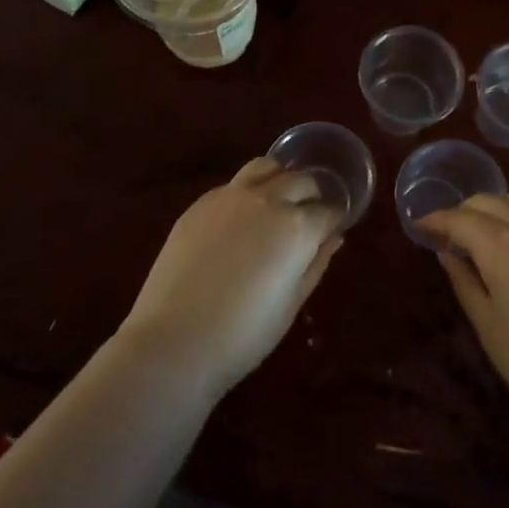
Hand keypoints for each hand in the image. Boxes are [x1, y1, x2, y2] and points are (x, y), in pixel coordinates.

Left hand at [119, 157, 343, 398]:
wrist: (174, 340)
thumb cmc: (243, 335)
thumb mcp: (291, 305)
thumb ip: (315, 264)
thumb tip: (333, 238)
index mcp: (297, 227)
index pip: (329, 211)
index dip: (334, 221)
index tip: (331, 231)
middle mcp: (268, 199)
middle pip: (301, 181)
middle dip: (312, 195)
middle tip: (308, 216)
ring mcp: (231, 196)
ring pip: (266, 167)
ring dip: (280, 179)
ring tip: (277, 201)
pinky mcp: (201, 202)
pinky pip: (234, 184)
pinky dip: (247, 192)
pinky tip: (240, 218)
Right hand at [418, 193, 508, 437]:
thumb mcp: (488, 326)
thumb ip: (464, 281)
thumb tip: (447, 252)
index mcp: (502, 245)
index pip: (461, 218)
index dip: (437, 219)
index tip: (421, 227)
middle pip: (491, 201)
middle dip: (465, 211)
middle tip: (451, 234)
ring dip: (497, 210)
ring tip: (486, 237)